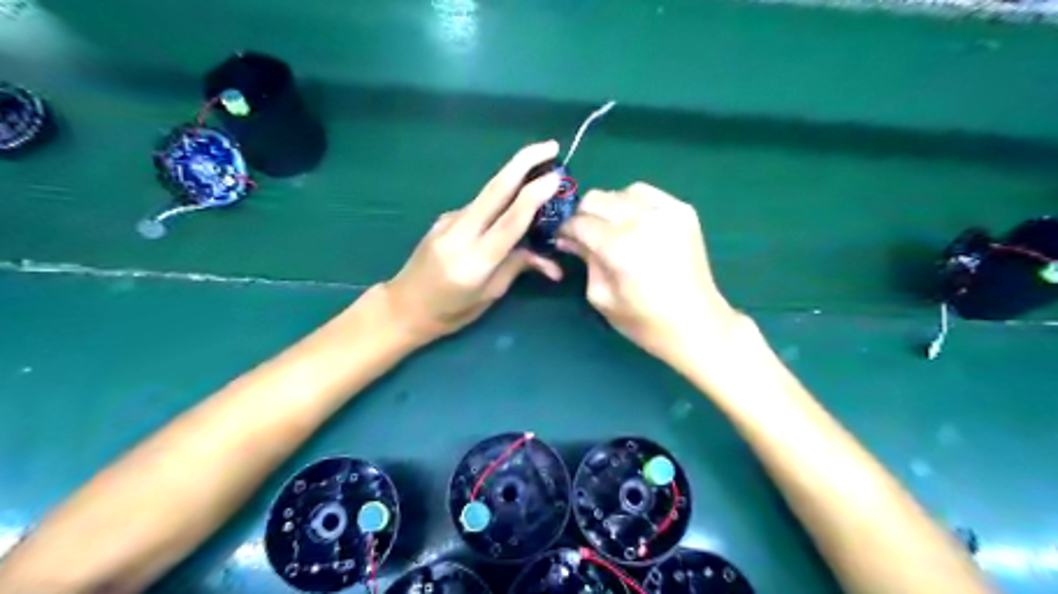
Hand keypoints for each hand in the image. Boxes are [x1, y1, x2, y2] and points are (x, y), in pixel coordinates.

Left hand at [385, 139, 566, 340]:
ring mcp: (448, 222)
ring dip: (515, 178)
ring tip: (540, 174)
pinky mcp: (443, 218)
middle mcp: (460, 234)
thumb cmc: (450, 312)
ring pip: (487, 193)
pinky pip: (479, 206)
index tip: (556, 176)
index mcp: (475, 261)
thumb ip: (517, 266)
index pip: (510, 221)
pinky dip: (500, 202)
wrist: (403, 307)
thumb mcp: (489, 295)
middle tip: (551, 146)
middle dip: (524, 161)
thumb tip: (548, 256)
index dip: (534, 195)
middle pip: (495, 189)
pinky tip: (510, 207)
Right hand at [557, 181, 737, 365]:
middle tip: (586, 236)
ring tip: (613, 230)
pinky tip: (636, 224)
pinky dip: (634, 203)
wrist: (698, 324)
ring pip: (621, 192)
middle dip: (584, 216)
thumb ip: (585, 260)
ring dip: (610, 208)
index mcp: (620, 248)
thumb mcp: (602, 297)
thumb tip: (569, 239)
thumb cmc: (645, 322)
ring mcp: (667, 212)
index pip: (580, 222)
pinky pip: (647, 193)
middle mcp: (643, 221)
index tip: (564, 239)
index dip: (566, 230)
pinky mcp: (683, 211)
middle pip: (596, 198)